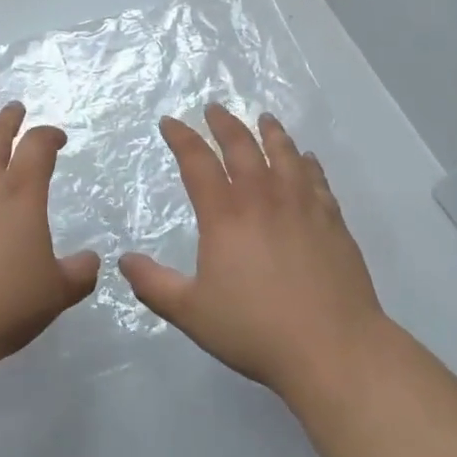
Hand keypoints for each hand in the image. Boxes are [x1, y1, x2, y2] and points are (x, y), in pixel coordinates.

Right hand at [119, 106, 387, 400]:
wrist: (333, 348)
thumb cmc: (256, 330)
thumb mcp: (192, 313)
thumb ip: (154, 285)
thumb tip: (124, 260)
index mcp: (225, 215)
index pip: (197, 162)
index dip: (181, 137)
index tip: (170, 122)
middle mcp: (262, 198)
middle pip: (241, 146)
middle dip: (224, 123)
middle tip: (214, 108)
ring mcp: (301, 204)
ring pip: (283, 153)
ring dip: (270, 131)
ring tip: (264, 118)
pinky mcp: (332, 219)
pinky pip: (317, 178)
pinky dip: (308, 162)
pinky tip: (307, 158)